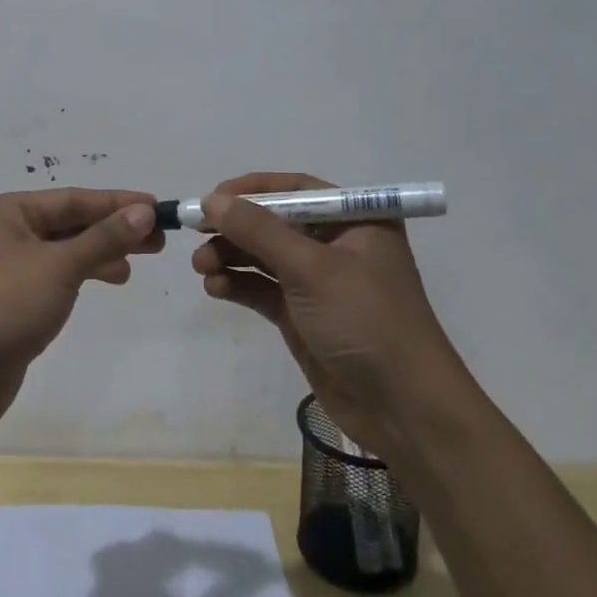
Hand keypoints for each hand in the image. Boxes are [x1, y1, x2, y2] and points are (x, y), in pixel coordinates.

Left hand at [0, 189, 162, 438]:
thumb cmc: (1, 305)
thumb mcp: (57, 266)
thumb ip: (103, 239)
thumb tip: (143, 211)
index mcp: (7, 212)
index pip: (72, 199)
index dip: (117, 202)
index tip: (157, 207)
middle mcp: (4, 234)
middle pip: (69, 224)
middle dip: (112, 229)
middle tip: (157, 241)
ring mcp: (6, 272)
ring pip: (63, 252)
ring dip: (100, 253)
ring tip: (137, 263)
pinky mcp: (11, 305)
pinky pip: (55, 279)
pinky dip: (82, 276)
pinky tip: (107, 282)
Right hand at [191, 172, 461, 458]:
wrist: (402, 407)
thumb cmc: (365, 320)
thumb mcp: (311, 268)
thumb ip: (259, 231)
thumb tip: (212, 200)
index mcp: (355, 220)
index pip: (297, 189)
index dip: (253, 190)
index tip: (212, 197)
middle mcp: (337, 244)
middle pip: (274, 223)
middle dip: (235, 228)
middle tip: (195, 233)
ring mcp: (319, 282)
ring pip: (264, 257)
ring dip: (230, 257)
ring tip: (200, 267)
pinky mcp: (303, 315)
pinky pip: (263, 289)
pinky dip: (238, 285)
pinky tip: (215, 288)